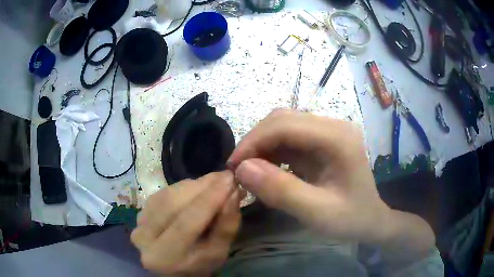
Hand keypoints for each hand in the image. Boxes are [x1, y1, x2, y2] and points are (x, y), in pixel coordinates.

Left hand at [131, 171, 241, 275]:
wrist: (173, 266)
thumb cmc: (199, 264)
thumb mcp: (218, 252)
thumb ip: (226, 225)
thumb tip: (234, 193)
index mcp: (164, 256)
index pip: (186, 223)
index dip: (209, 199)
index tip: (230, 179)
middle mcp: (144, 237)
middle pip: (173, 204)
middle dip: (202, 187)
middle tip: (225, 176)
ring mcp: (138, 222)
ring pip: (167, 194)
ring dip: (193, 185)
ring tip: (215, 182)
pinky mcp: (140, 211)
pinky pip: (163, 192)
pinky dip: (183, 187)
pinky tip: (197, 188)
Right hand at [228, 110, 433, 262]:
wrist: (371, 220)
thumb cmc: (351, 219)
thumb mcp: (318, 213)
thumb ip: (281, 191)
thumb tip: (242, 169)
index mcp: (338, 138)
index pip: (286, 125)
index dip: (254, 141)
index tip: (233, 166)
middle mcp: (333, 126)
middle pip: (283, 120)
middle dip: (255, 142)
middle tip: (239, 170)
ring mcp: (327, 132)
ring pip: (283, 126)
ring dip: (262, 146)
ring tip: (250, 172)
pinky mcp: (321, 142)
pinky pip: (289, 139)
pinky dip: (271, 152)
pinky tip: (267, 170)